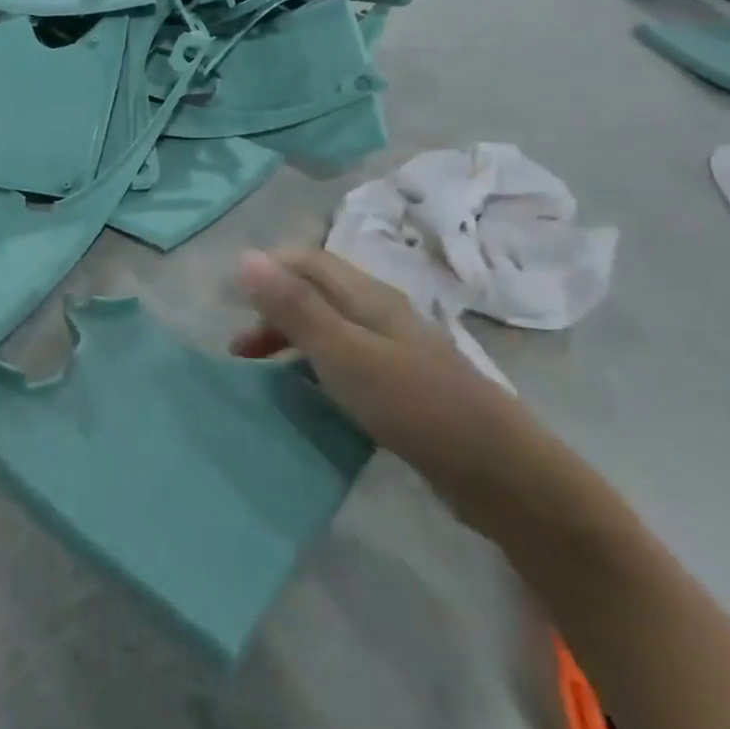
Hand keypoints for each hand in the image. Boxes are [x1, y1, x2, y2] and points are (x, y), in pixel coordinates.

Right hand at [233, 248, 540, 528]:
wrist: (497, 470)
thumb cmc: (413, 404)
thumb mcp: (343, 353)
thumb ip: (294, 307)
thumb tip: (245, 257)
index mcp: (367, 296)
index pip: (307, 260)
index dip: (267, 271)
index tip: (231, 303)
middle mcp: (380, 312)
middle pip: (315, 292)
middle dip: (273, 310)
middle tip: (240, 350)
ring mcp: (394, 348)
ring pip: (329, 327)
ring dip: (291, 339)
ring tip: (263, 373)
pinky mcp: (402, 384)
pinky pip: (346, 359)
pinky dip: (316, 366)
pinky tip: (310, 394)